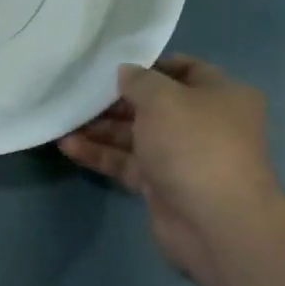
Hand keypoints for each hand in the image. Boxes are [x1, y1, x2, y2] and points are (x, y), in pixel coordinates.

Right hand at [58, 55, 281, 283]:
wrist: (214, 221)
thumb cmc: (195, 144)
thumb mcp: (163, 99)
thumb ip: (139, 81)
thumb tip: (125, 72)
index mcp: (221, 96)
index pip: (185, 69)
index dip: (150, 65)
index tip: (114, 65)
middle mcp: (204, 123)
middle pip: (154, 105)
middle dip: (116, 100)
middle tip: (79, 94)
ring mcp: (181, 156)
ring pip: (136, 135)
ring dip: (101, 128)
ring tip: (64, 120)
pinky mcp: (161, 184)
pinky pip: (126, 162)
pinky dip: (100, 154)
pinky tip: (68, 146)